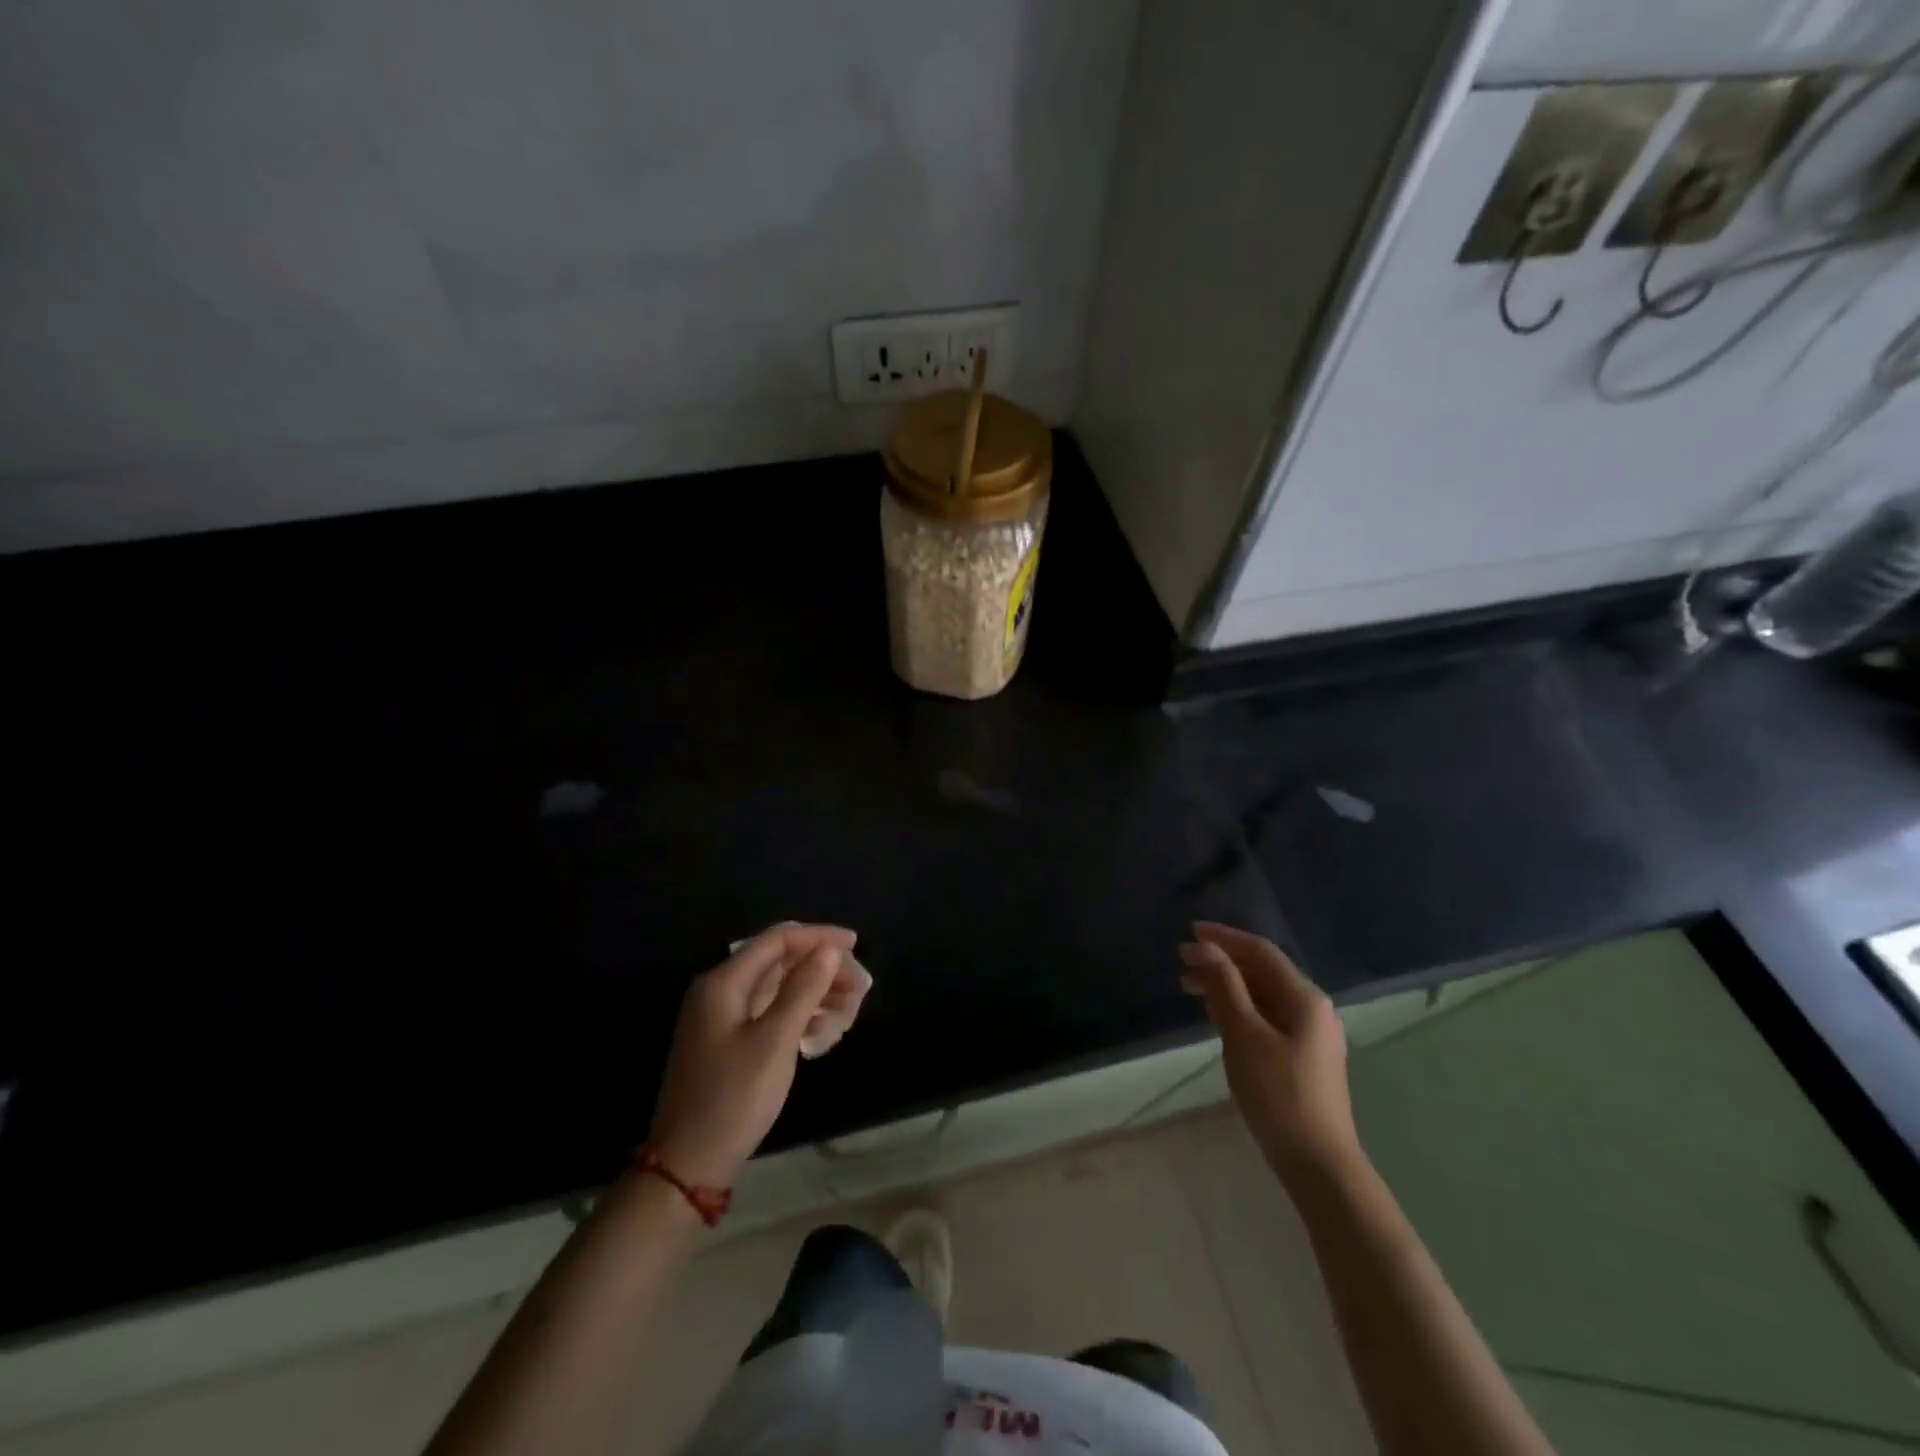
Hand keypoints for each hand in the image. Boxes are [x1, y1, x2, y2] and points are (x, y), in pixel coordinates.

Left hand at [647, 923, 856, 1188]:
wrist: (688, 1164)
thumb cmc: (734, 1097)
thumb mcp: (775, 1041)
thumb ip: (803, 989)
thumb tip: (829, 950)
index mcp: (724, 982)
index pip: (777, 940)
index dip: (818, 937)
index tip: (856, 945)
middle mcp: (719, 991)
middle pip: (778, 962)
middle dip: (820, 966)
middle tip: (859, 984)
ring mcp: (721, 1018)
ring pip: (776, 987)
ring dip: (814, 990)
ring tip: (850, 1004)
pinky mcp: (727, 1042)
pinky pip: (769, 1011)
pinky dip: (798, 1013)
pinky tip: (823, 1029)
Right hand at [1180, 922, 1361, 1186]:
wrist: (1318, 1163)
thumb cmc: (1278, 1094)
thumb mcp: (1244, 1034)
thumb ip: (1225, 986)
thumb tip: (1204, 948)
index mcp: (1305, 997)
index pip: (1261, 952)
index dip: (1224, 938)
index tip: (1189, 933)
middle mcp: (1313, 1008)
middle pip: (1263, 971)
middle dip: (1222, 962)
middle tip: (1182, 962)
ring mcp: (1311, 1034)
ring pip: (1263, 995)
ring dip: (1228, 985)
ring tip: (1190, 987)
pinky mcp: (1303, 1056)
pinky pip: (1267, 1016)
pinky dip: (1239, 1007)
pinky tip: (1217, 1015)